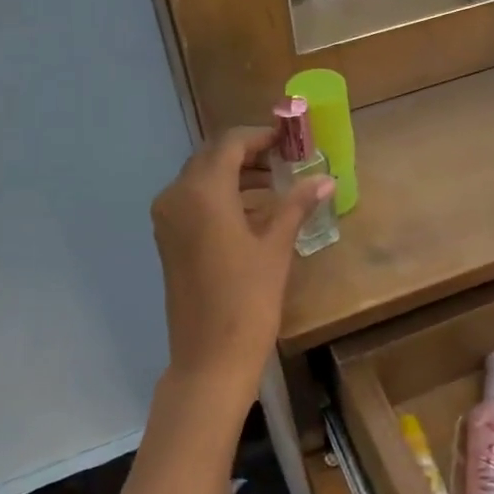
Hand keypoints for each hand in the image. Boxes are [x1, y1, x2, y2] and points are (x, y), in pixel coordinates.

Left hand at [148, 127, 333, 425]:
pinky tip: (254, 209)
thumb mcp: (275, 248)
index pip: (230, 143)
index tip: (290, 137)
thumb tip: (325, 179)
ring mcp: (167, 219)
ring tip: (277, 182)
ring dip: (236, 174)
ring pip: (202, 179)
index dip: (261, 135)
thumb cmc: (247, 300)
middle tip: (287, 157)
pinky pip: (194, 201)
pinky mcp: (168, 239)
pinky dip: (222, 196)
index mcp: (202, 192)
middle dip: (249, 152)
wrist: (210, 358)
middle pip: (212, 157)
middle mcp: (176, 196)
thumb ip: (296, 205)